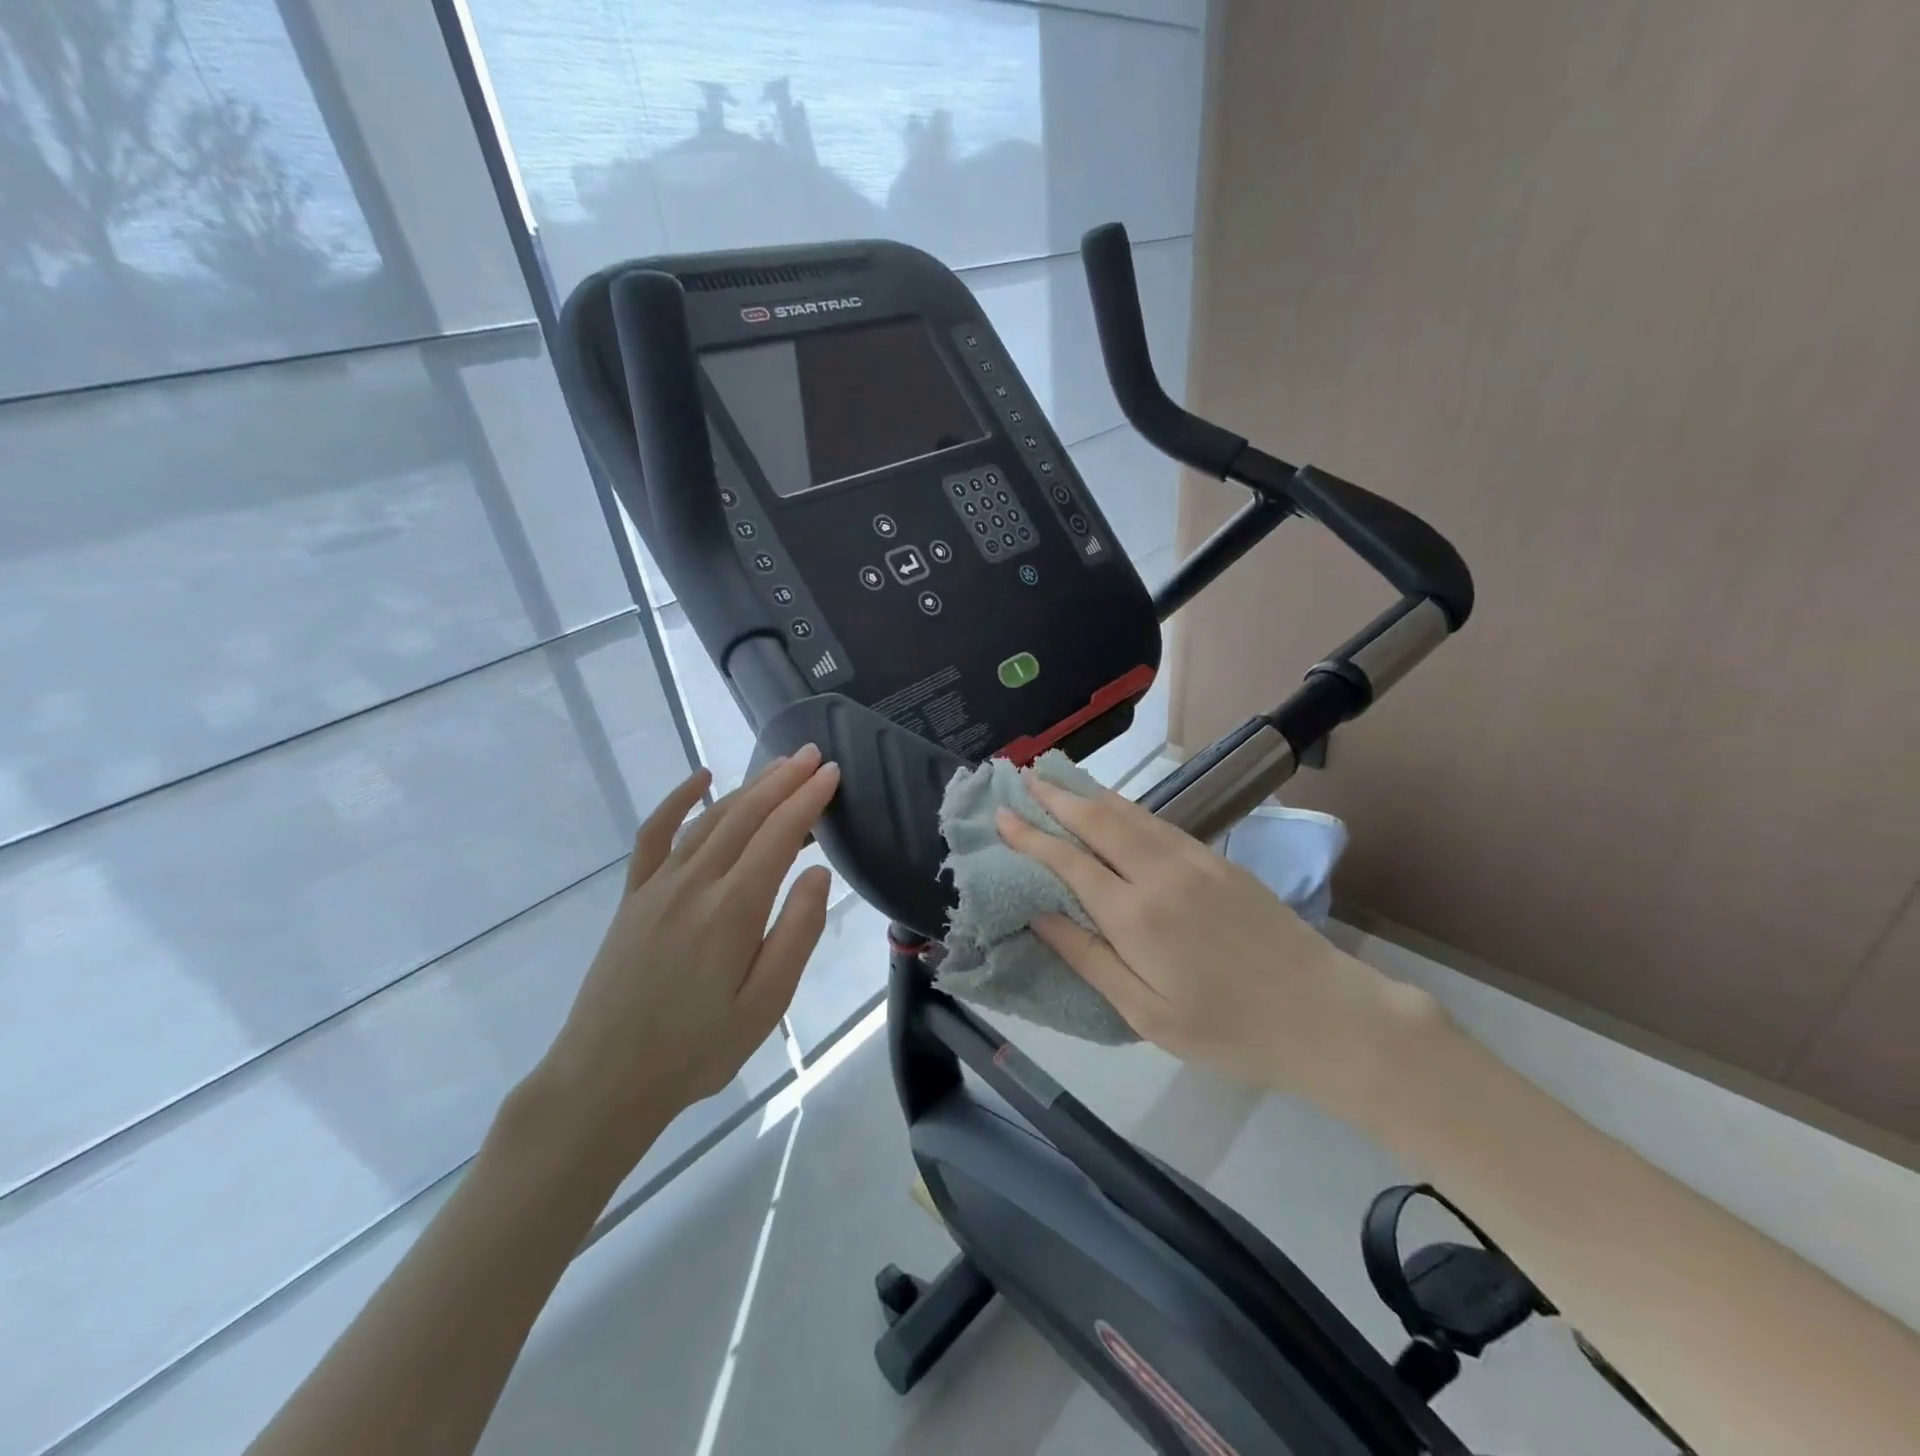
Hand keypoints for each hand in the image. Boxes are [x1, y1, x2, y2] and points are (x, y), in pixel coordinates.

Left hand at [534, 748, 839, 1169]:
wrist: (605, 1079)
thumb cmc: (698, 1049)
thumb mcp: (767, 1004)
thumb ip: (797, 933)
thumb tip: (819, 873)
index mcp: (732, 909)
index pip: (779, 835)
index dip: (808, 800)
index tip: (833, 774)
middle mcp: (694, 883)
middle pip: (746, 815)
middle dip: (784, 780)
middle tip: (815, 755)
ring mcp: (658, 885)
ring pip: (710, 819)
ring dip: (748, 788)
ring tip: (779, 768)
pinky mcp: (634, 896)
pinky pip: (655, 834)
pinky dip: (679, 800)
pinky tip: (701, 779)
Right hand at [997, 776, 1439, 1109]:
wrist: (1323, 1015)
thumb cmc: (1226, 1029)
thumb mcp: (1145, 1013)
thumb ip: (1088, 958)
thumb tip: (1039, 915)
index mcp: (1136, 917)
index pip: (1069, 862)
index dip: (1031, 836)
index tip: (1001, 816)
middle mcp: (1160, 874)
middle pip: (1097, 821)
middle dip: (1056, 797)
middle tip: (1024, 777)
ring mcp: (1194, 860)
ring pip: (1130, 813)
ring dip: (1089, 794)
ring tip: (1058, 781)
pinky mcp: (1218, 860)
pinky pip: (1159, 823)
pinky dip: (1125, 807)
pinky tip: (1114, 807)